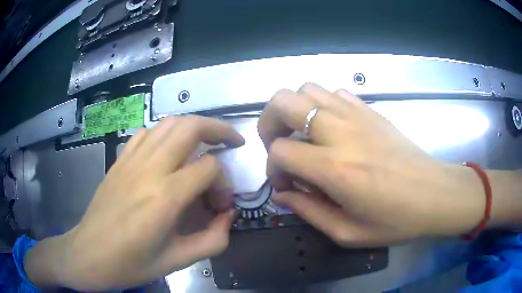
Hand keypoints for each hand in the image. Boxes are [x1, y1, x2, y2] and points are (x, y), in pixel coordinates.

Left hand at [25, 116, 243, 290]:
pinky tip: (169, 150)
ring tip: (205, 141)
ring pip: (169, 123)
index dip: (224, 183)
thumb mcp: (178, 261)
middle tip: (232, 141)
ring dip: (193, 126)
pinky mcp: (120, 160)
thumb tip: (228, 216)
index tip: (222, 203)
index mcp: (165, 197)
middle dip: (219, 129)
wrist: (90, 254)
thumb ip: (213, 239)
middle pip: (191, 127)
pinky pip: (147, 132)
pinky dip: (165, 133)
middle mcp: (150, 169)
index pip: (209, 168)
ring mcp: (131, 160)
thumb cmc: (131, 263)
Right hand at [258, 83, 484, 246]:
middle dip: (269, 122)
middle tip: (279, 146)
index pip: (280, 150)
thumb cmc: (397, 220)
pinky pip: (335, 93)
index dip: (273, 168)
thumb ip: (308, 212)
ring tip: (304, 136)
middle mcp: (341, 132)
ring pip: (307, 89)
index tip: (286, 185)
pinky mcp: (371, 110)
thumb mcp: (348, 232)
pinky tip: (332, 129)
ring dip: (295, 111)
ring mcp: (357, 114)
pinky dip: (322, 105)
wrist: (436, 194)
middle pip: (283, 101)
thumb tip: (282, 195)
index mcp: (335, 168)